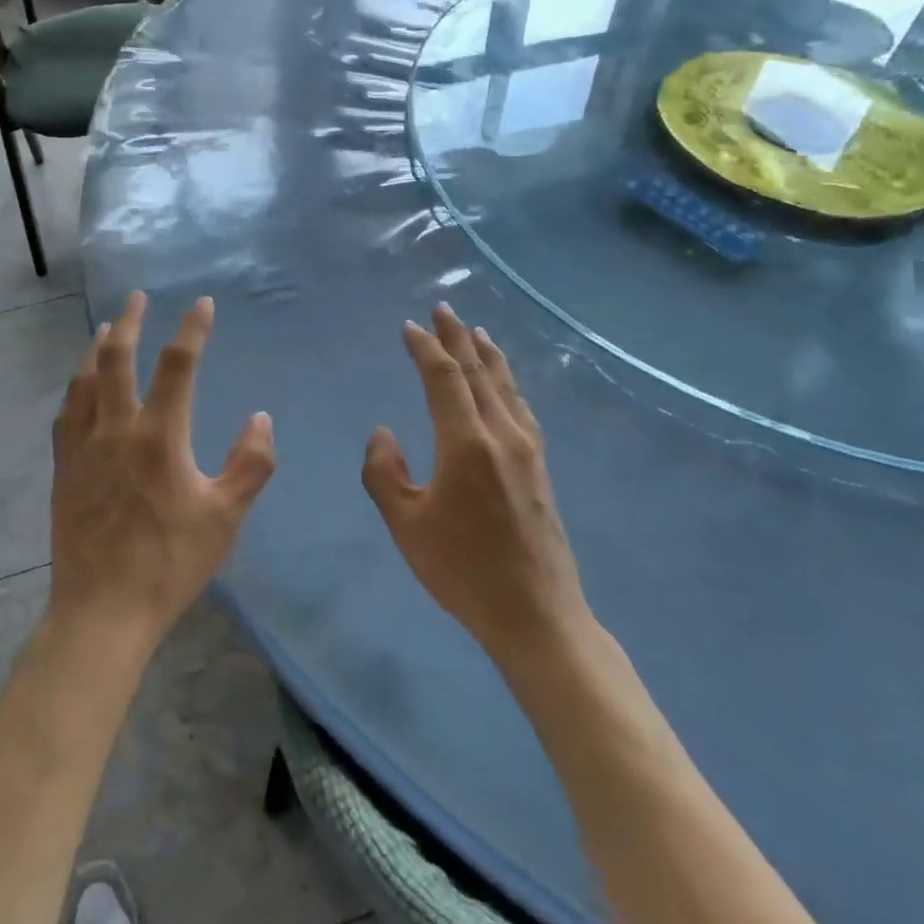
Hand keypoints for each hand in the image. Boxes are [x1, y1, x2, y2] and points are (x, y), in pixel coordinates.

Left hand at [49, 291, 275, 650]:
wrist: (103, 611)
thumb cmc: (170, 563)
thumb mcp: (225, 517)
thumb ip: (250, 464)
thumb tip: (260, 418)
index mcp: (159, 436)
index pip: (178, 365)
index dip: (192, 329)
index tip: (202, 304)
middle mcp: (116, 429)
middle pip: (117, 358)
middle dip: (128, 321)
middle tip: (136, 297)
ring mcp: (83, 447)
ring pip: (85, 380)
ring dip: (97, 348)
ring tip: (105, 329)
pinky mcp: (64, 468)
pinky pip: (66, 413)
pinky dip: (76, 387)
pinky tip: (80, 385)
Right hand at [362, 303, 589, 668]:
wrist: (536, 615)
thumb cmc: (463, 571)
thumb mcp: (406, 526)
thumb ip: (384, 473)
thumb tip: (383, 433)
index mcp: (465, 443)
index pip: (444, 377)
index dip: (425, 347)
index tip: (408, 327)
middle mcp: (501, 434)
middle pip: (478, 370)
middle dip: (457, 336)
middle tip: (442, 308)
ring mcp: (527, 449)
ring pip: (504, 385)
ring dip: (486, 353)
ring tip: (475, 330)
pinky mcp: (540, 466)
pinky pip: (520, 406)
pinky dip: (506, 381)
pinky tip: (504, 383)